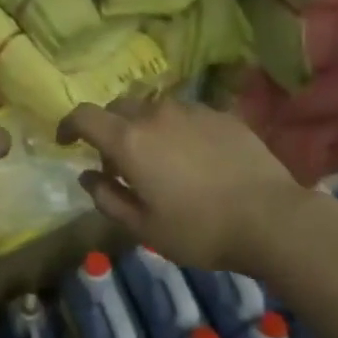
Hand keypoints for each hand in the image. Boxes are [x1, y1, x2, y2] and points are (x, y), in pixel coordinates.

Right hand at [59, 97, 303, 273]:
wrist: (271, 218)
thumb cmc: (198, 230)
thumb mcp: (142, 227)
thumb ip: (107, 198)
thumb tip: (87, 176)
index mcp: (129, 141)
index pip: (84, 116)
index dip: (68, 125)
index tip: (65, 142)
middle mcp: (156, 115)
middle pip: (118, 106)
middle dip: (107, 128)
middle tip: (116, 162)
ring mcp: (193, 111)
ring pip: (153, 108)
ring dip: (143, 127)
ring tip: (157, 159)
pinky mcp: (222, 115)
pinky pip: (186, 114)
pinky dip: (175, 129)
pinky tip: (192, 157)